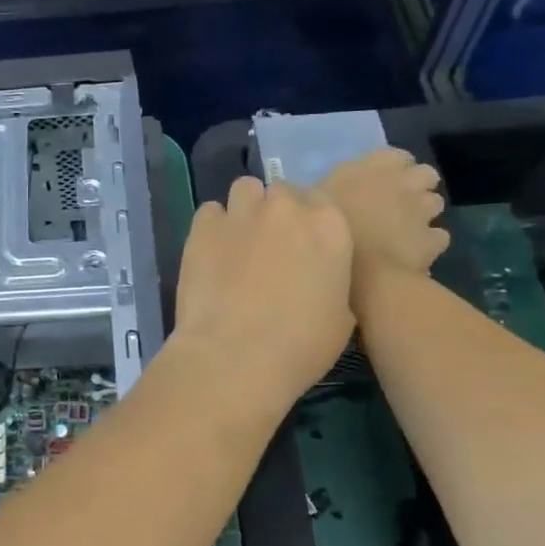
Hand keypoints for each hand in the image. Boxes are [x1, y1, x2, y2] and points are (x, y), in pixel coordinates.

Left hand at [172, 176, 354, 403]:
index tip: (302, 245)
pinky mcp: (203, 227)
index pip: (321, 202)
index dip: (309, 222)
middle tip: (269, 246)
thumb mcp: (341, 319)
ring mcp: (242, 214)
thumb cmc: (300, 346)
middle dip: (277, 213)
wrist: (235, 355)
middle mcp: (286, 208)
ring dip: (245, 209)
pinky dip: (212, 226)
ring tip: (238, 241)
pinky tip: (211, 252)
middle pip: (282, 192)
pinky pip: (210, 211)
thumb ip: (331, 282)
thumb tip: (316, 279)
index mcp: (329, 227)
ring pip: (245, 190)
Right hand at [319, 149, 448, 309]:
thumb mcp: (314, 203)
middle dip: (416, 186)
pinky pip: (437, 236)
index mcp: (373, 167)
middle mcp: (404, 182)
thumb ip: (327, 191)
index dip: (391, 168)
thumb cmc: (328, 231)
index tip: (378, 182)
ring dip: (423, 213)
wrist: (360, 273)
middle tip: (396, 204)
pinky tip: (412, 252)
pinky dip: (428, 242)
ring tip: (403, 228)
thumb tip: (323, 193)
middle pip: (425, 174)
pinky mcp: (433, 239)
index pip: (396, 155)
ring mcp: (423, 211)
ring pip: (435, 203)